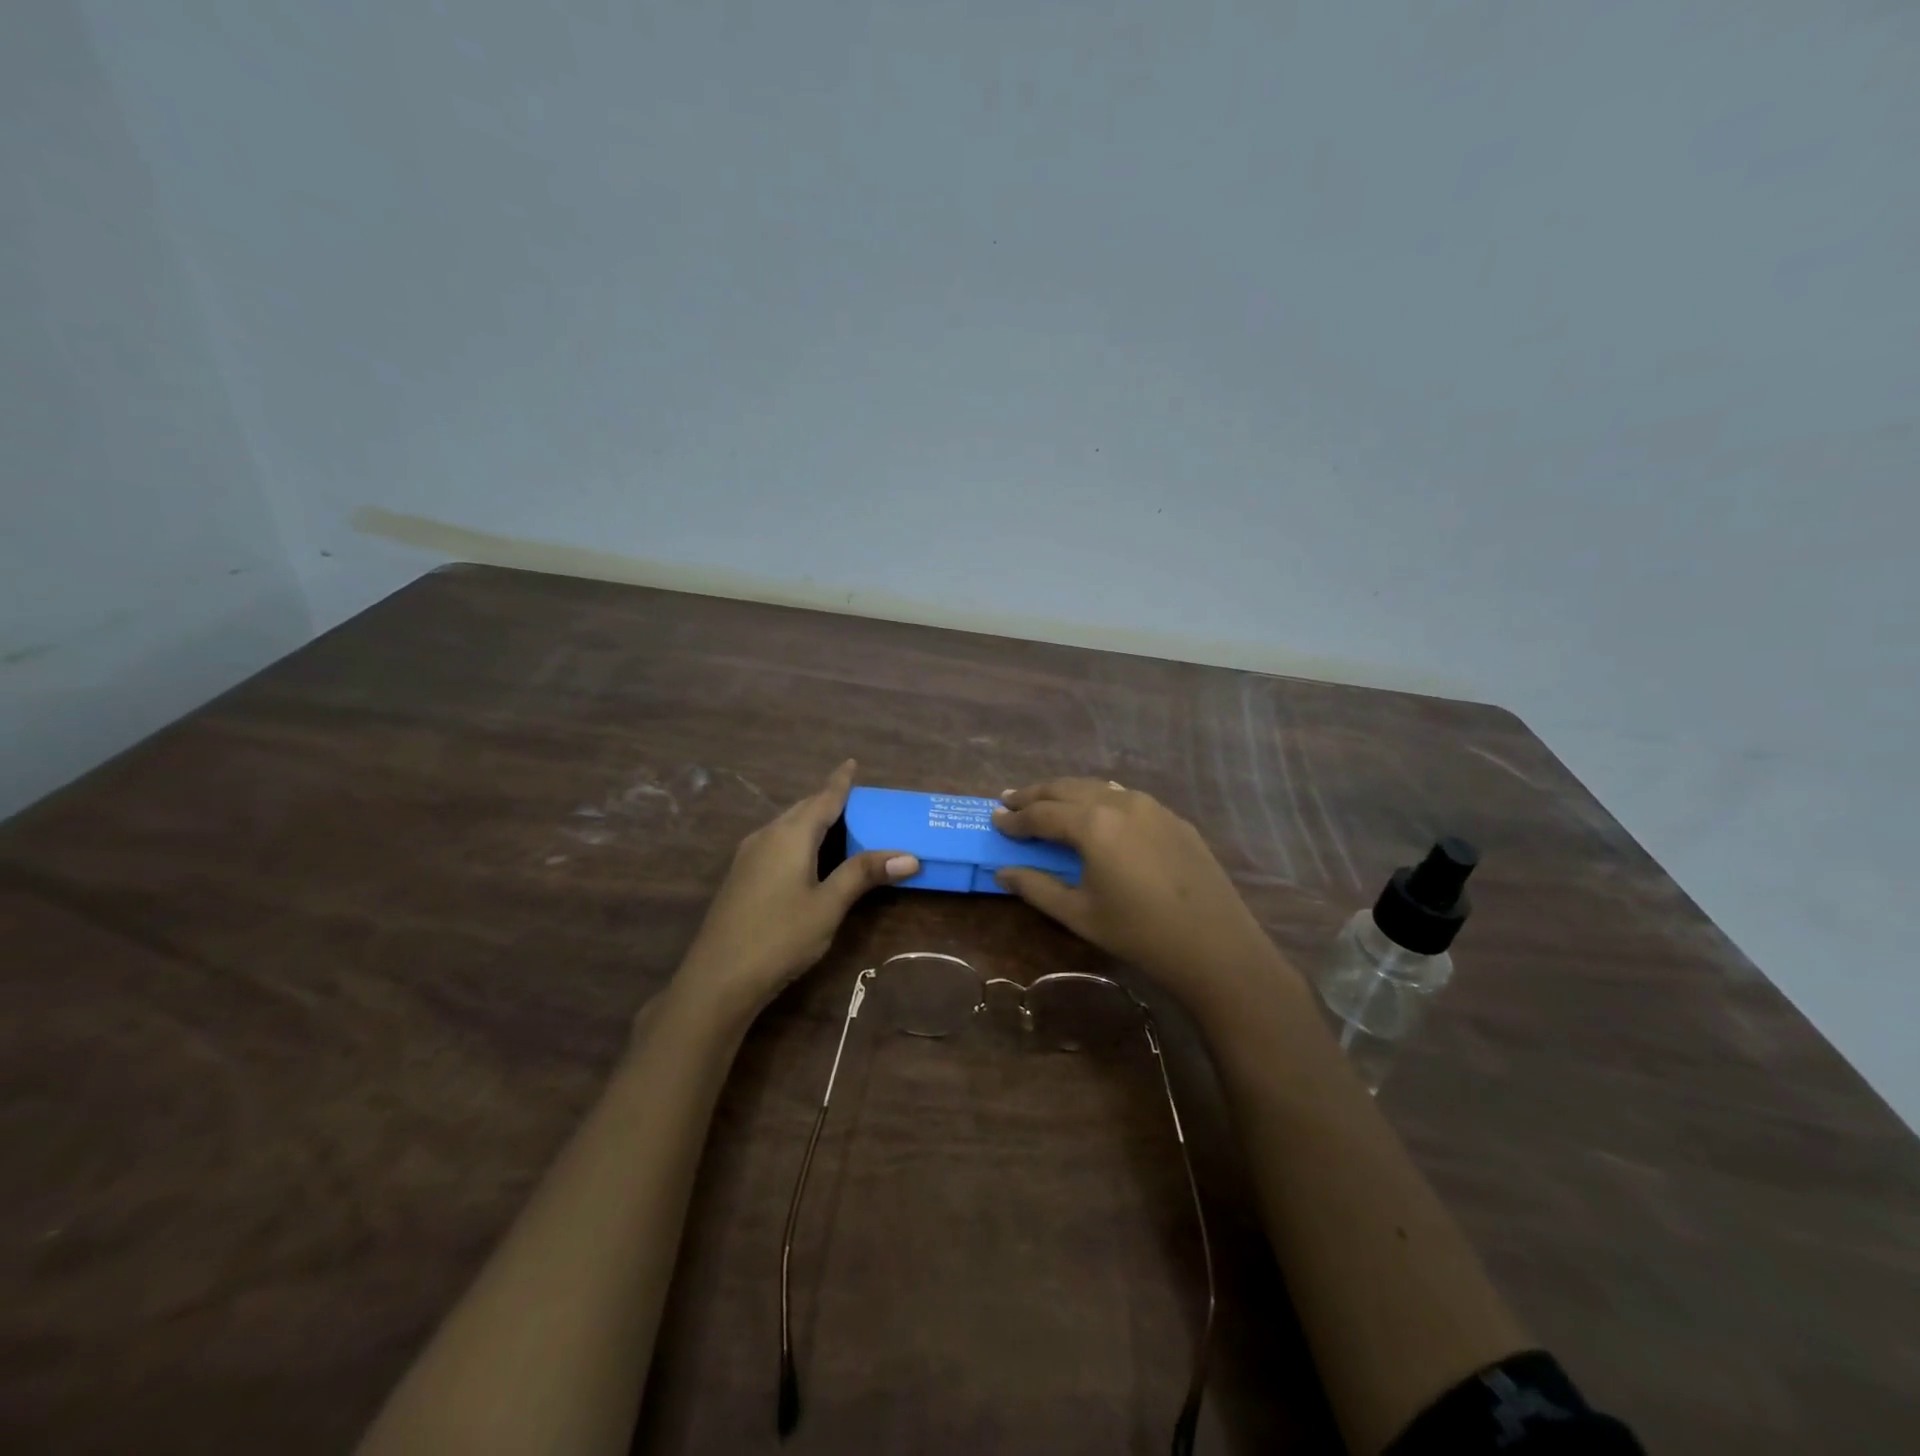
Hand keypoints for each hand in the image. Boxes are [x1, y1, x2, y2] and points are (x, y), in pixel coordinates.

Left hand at [670, 761, 917, 1027]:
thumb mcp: (829, 905)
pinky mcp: (741, 877)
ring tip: (837, 824)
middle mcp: (766, 836)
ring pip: (786, 826)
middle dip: (827, 800)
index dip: (840, 781)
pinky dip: (798, 838)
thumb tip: (909, 856)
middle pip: (802, 809)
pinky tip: (806, 856)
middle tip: (856, 799)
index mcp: (791, 835)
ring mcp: (748, 856)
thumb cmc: (780, 937)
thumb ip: (864, 874)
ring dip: (811, 820)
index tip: (852, 763)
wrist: (718, 979)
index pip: (823, 799)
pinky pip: (775, 842)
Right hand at [993, 778, 1292, 1008]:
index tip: (994, 819)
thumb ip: (1036, 887)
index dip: (1015, 818)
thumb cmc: (1139, 933)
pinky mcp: (1173, 818)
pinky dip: (1100, 798)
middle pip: (1067, 788)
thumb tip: (1003, 871)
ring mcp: (1151, 806)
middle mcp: (1120, 802)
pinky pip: (1127, 797)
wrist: (1216, 945)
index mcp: (1092, 824)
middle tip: (1011, 800)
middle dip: (1035, 794)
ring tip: (1047, 801)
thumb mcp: (1079, 914)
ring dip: (1067, 792)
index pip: (1042, 814)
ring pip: (1098, 787)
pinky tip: (1096, 810)